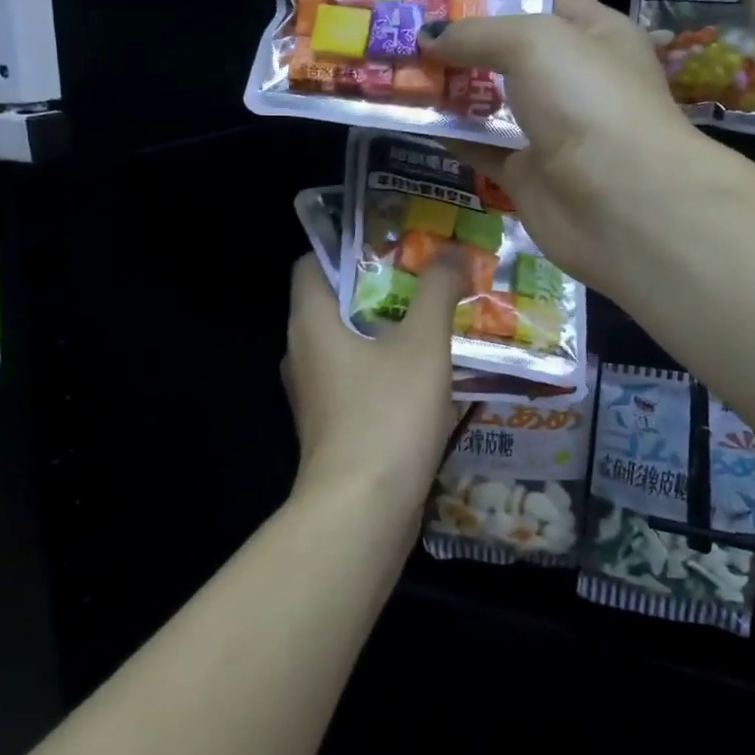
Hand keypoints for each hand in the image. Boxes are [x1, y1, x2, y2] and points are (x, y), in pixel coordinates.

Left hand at [282, 253, 468, 513]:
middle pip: (335, 304)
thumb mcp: (423, 344)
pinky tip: (427, 376)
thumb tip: (453, 252)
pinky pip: (356, 383)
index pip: (312, 263)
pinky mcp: (331, 428)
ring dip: (386, 333)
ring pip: (348, 346)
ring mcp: (314, 396)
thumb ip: (437, 291)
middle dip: (379, 289)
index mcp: (310, 322)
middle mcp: (302, 354)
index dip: (348, 246)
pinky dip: (385, 371)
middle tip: (426, 279)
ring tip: (433, 323)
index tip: (393, 242)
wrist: (362, 512)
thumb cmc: (387, 414)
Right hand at [420, 0, 711, 291]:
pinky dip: (452, 136)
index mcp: (597, 35)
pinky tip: (413, 120)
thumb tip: (427, 37)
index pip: (543, 2)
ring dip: (450, 90)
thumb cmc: (588, 101)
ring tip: (397, 72)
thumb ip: (476, 34)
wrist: (621, 204)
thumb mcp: (533, 43)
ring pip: (493, 103)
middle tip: (405, 34)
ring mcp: (552, 131)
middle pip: (510, 55)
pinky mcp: (528, 176)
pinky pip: (483, 149)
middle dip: (461, 45)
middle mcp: (576, 81)